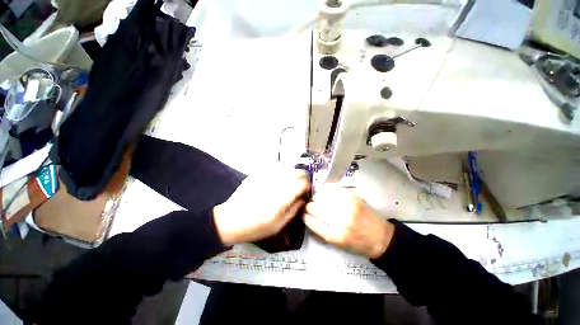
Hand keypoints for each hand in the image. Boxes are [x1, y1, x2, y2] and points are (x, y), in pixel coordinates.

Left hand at [213, 167, 308, 245]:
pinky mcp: (258, 173)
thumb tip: (303, 198)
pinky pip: (276, 168)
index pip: (303, 183)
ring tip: (290, 184)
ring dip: (293, 175)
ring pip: (288, 168)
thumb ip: (294, 209)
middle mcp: (276, 182)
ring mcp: (266, 175)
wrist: (229, 220)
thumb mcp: (278, 225)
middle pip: (297, 172)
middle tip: (300, 187)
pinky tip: (277, 181)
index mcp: (282, 197)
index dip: (308, 186)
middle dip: (303, 178)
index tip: (307, 191)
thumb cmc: (255, 227)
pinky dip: (282, 173)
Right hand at [304, 184, 394, 258]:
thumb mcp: (336, 244)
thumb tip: (307, 215)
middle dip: (308, 206)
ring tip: (316, 199)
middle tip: (309, 206)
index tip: (302, 213)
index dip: (303, 215)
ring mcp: (346, 205)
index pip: (309, 220)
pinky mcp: (351, 195)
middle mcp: (339, 219)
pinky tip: (324, 192)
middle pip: (313, 206)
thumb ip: (320, 230)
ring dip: (315, 197)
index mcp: (334, 235)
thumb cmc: (357, 243)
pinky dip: (324, 190)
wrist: (380, 237)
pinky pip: (331, 189)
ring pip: (320, 196)